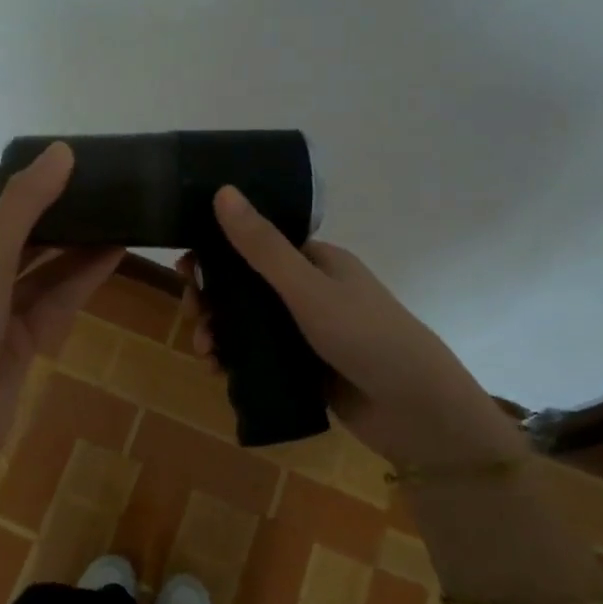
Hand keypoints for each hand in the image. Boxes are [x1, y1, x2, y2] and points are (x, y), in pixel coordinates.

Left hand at [0, 143, 121, 514]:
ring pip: (43, 271)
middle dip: (56, 216)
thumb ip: (24, 207)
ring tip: (116, 214)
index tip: (63, 164)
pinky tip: (114, 253)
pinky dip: (82, 278)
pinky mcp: (24, 342)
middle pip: (20, 239)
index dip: (23, 187)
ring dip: (76, 247)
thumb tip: (61, 151)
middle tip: (99, 187)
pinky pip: (56, 301)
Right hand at [183, 186, 517, 467]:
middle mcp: (310, 291)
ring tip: (205, 353)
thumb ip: (262, 246)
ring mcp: (307, 331)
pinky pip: (259, 357)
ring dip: (219, 332)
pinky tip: (219, 372)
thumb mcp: (308, 289)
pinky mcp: (305, 368)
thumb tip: (223, 191)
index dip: (218, 251)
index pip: (255, 243)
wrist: (417, 412)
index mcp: (315, 261)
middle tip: (192, 314)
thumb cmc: (366, 336)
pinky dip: (235, 360)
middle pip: (246, 286)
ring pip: (249, 324)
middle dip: (212, 298)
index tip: (185, 268)